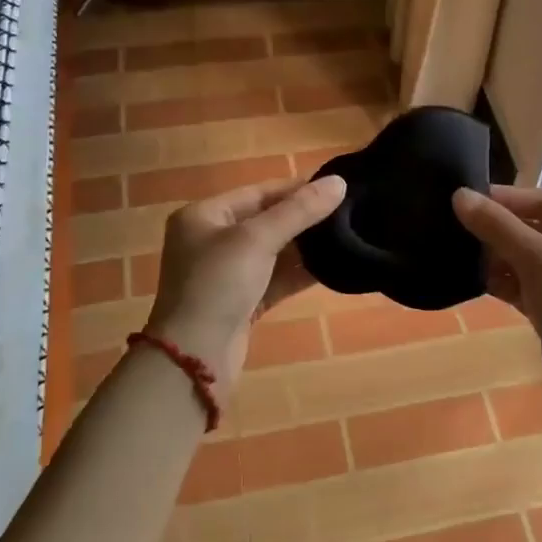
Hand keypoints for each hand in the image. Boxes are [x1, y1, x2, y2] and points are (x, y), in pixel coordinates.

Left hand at [145, 175, 345, 383]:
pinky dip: (299, 273)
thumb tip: (339, 182)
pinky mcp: (241, 301)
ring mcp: (226, 273)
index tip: (337, 187)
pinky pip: (275, 279)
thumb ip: (299, 211)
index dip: (297, 188)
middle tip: (348, 213)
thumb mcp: (257, 240)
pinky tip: (332, 268)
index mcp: (204, 216)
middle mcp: (212, 240)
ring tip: (347, 237)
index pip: (258, 192)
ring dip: (305, 247)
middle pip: (266, 220)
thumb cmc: (217, 285)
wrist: (194, 358)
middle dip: (304, 218)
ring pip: (273, 251)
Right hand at [451, 185, 541, 394]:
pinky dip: (503, 282)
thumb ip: (498, 226)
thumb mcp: (537, 260)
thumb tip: (460, 195)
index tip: (463, 200)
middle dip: (497, 229)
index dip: (503, 198)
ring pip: (525, 258)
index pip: (541, 200)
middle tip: (456, 230)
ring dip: (496, 257)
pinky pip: (524, 285)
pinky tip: (478, 283)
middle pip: (532, 228)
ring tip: (462, 257)